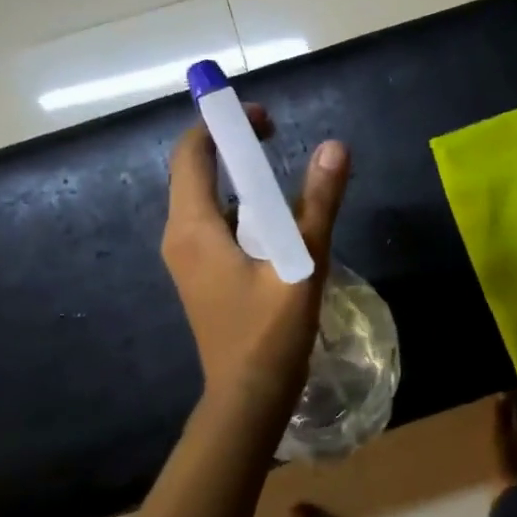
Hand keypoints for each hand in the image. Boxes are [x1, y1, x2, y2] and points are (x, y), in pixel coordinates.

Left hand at [162, 106, 350, 413]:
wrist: (247, 398)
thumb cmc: (270, 333)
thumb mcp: (302, 262)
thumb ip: (319, 203)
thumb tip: (335, 147)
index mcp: (193, 228)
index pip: (192, 153)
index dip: (222, 124)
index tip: (264, 118)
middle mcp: (180, 236)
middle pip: (196, 172)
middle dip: (234, 147)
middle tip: (278, 139)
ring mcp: (188, 258)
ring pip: (209, 200)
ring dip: (242, 180)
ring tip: (288, 181)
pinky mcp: (201, 274)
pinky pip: (217, 224)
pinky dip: (243, 209)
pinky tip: (280, 224)